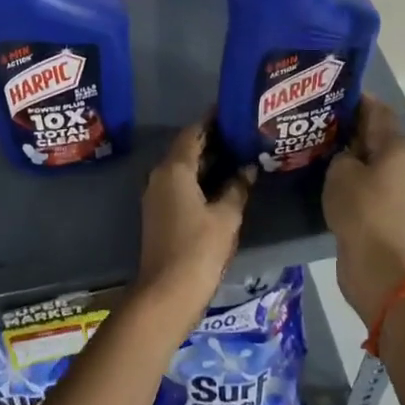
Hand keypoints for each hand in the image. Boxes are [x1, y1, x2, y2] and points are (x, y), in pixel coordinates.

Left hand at [137, 119, 252, 314]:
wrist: (167, 293)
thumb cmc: (198, 249)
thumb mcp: (226, 216)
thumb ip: (237, 187)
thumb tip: (248, 168)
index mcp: (174, 169)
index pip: (193, 132)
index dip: (212, 120)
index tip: (234, 110)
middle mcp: (160, 176)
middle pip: (187, 148)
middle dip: (213, 140)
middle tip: (243, 132)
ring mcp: (157, 196)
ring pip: (184, 168)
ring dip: (208, 160)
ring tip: (239, 153)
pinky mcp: (160, 213)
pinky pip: (181, 184)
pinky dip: (201, 178)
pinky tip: (224, 183)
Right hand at [323, 96, 404, 324]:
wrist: (377, 265)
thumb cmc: (361, 210)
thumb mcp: (341, 171)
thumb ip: (340, 152)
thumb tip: (342, 150)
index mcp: (393, 146)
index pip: (375, 108)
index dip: (352, 97)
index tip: (323, 90)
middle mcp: (396, 162)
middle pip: (370, 132)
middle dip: (343, 123)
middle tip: (309, 115)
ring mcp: (388, 186)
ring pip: (363, 157)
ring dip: (340, 149)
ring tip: (308, 139)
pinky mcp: (377, 206)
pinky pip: (359, 178)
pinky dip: (342, 172)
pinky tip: (317, 169)